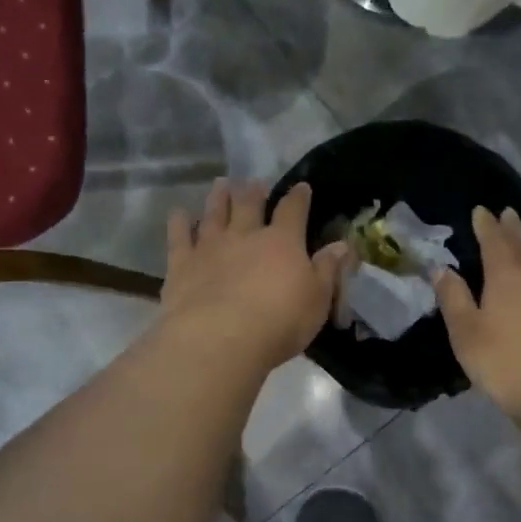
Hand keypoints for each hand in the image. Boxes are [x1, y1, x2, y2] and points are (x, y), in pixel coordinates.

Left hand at [159, 179, 348, 373]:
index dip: (298, 197)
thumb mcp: (317, 300)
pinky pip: (179, 236)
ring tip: (221, 184)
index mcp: (282, 242)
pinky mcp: (181, 264)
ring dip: (219, 197)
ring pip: (214, 213)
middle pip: (249, 205)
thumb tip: (342, 245)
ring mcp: (210, 247)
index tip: (301, 187)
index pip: (293, 211)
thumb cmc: (279, 323)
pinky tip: (178, 213)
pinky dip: (178, 223)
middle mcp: (245, 236)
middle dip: (254, 191)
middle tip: (254, 182)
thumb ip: (328, 270)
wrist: (220, 339)